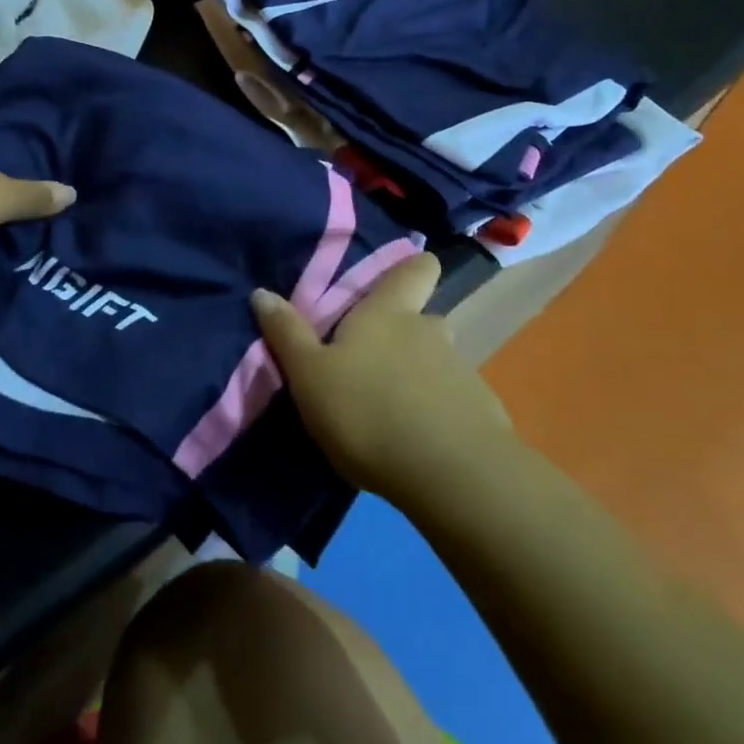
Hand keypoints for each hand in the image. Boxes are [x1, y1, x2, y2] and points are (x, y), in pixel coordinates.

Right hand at [253, 253, 515, 505]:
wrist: (451, 476)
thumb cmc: (369, 411)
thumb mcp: (310, 376)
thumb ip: (288, 334)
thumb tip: (262, 292)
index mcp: (389, 313)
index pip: (417, 268)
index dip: (413, 267)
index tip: (398, 278)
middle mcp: (430, 331)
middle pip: (423, 318)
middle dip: (403, 334)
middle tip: (372, 361)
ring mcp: (462, 373)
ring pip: (437, 362)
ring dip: (417, 377)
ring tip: (389, 410)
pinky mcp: (481, 414)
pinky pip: (453, 402)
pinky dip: (437, 413)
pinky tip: (417, 442)